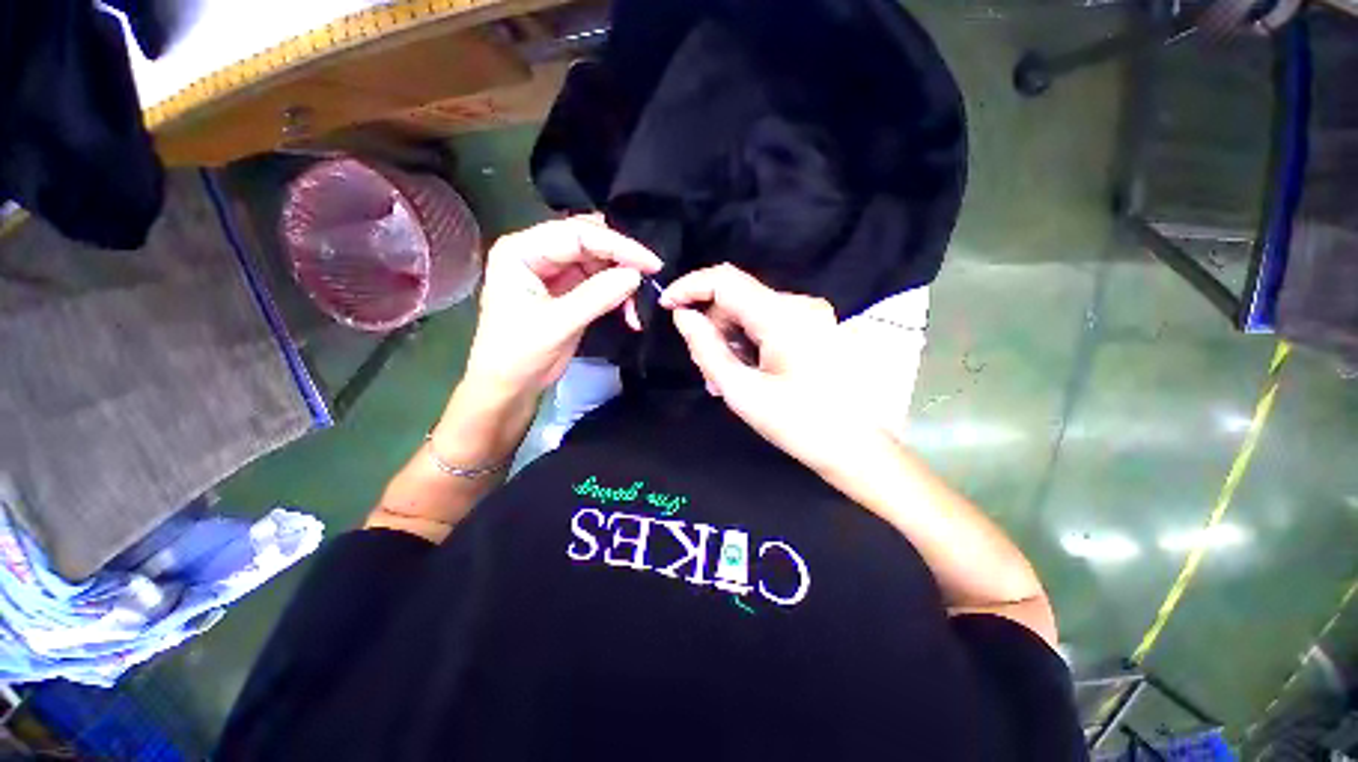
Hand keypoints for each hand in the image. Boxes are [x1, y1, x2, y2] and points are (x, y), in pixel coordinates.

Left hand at [462, 217, 661, 400]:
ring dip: (622, 279)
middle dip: (621, 259)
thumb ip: (597, 296)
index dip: (617, 246)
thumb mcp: (557, 324)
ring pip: (598, 262)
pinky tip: (630, 311)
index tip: (650, 263)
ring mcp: (553, 271)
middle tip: (651, 277)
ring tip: (638, 303)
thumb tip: (635, 275)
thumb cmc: (519, 354)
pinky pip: (600, 282)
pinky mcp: (568, 290)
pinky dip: (618, 294)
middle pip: (589, 242)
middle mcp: (537, 252)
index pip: (577, 235)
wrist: (509, 386)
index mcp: (522, 251)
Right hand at [661, 264, 882, 472]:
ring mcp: (810, 315)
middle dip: (711, 330)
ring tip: (726, 382)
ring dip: (729, 342)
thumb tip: (683, 316)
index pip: (725, 280)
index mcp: (783, 316)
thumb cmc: (799, 424)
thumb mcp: (742, 391)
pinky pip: (767, 325)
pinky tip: (746, 374)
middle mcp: (799, 305)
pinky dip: (748, 345)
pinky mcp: (813, 328)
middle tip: (706, 372)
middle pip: (736, 300)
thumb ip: (706, 349)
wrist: (855, 448)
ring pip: (749, 314)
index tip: (666, 307)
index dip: (689, 287)